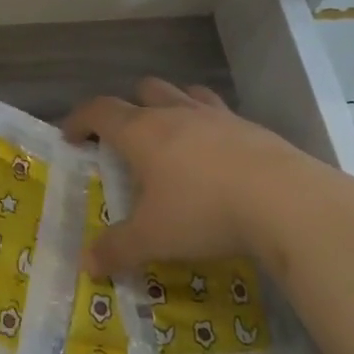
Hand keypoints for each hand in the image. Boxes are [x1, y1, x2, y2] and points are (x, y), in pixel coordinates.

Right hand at [63, 78, 318, 277]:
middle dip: (128, 107)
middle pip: (144, 90)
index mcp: (142, 131)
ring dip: (171, 106)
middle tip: (125, 138)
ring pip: (183, 93)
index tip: (70, 135)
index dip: (80, 119)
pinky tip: (217, 155)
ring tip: (172, 135)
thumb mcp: (154, 238)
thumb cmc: (203, 211)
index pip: (100, 111)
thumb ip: (117, 249)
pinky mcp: (248, 126)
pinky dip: (208, 125)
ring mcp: (215, 115)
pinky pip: (218, 113)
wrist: (282, 199)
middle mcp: (175, 112)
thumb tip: (87, 263)